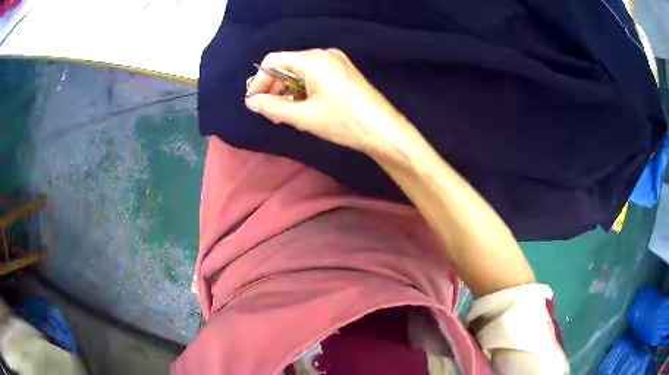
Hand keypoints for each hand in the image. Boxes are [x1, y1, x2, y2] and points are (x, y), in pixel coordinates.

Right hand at [245, 49, 411, 157]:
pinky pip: (314, 75)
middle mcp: (324, 54)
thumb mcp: (304, 117)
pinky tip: (303, 107)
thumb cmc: (345, 122)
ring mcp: (336, 62)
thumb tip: (251, 102)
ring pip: (300, 71)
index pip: (273, 60)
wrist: (385, 131)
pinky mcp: (343, 72)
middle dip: (274, 88)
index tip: (254, 102)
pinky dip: (303, 90)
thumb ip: (273, 107)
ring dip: (288, 91)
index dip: (259, 80)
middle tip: (270, 113)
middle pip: (287, 65)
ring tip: (285, 114)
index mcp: (313, 60)